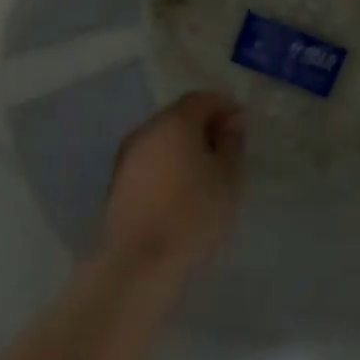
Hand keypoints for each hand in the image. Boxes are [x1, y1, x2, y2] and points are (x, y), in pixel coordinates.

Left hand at [100, 92, 246, 280]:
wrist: (140, 261)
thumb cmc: (194, 214)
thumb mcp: (228, 177)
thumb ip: (232, 143)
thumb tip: (231, 121)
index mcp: (174, 122)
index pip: (202, 98)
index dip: (224, 106)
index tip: (241, 127)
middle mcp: (146, 130)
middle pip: (179, 115)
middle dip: (204, 125)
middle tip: (226, 149)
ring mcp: (127, 155)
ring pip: (162, 138)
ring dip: (184, 145)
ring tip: (205, 171)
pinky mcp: (118, 180)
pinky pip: (150, 158)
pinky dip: (168, 163)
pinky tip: (181, 187)